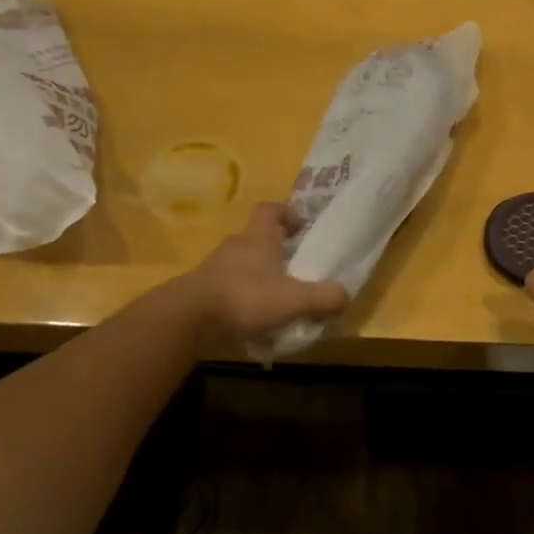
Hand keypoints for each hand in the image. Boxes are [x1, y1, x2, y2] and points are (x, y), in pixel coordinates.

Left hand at [183, 203, 348, 349]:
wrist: (188, 319)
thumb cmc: (245, 298)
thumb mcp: (293, 300)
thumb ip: (322, 297)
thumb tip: (345, 295)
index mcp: (258, 239)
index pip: (269, 210)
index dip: (286, 213)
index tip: (300, 226)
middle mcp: (235, 247)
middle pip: (256, 240)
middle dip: (274, 252)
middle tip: (294, 270)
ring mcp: (213, 269)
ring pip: (241, 266)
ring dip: (257, 278)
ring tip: (275, 301)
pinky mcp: (200, 291)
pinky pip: (227, 289)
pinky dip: (240, 300)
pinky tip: (252, 322)